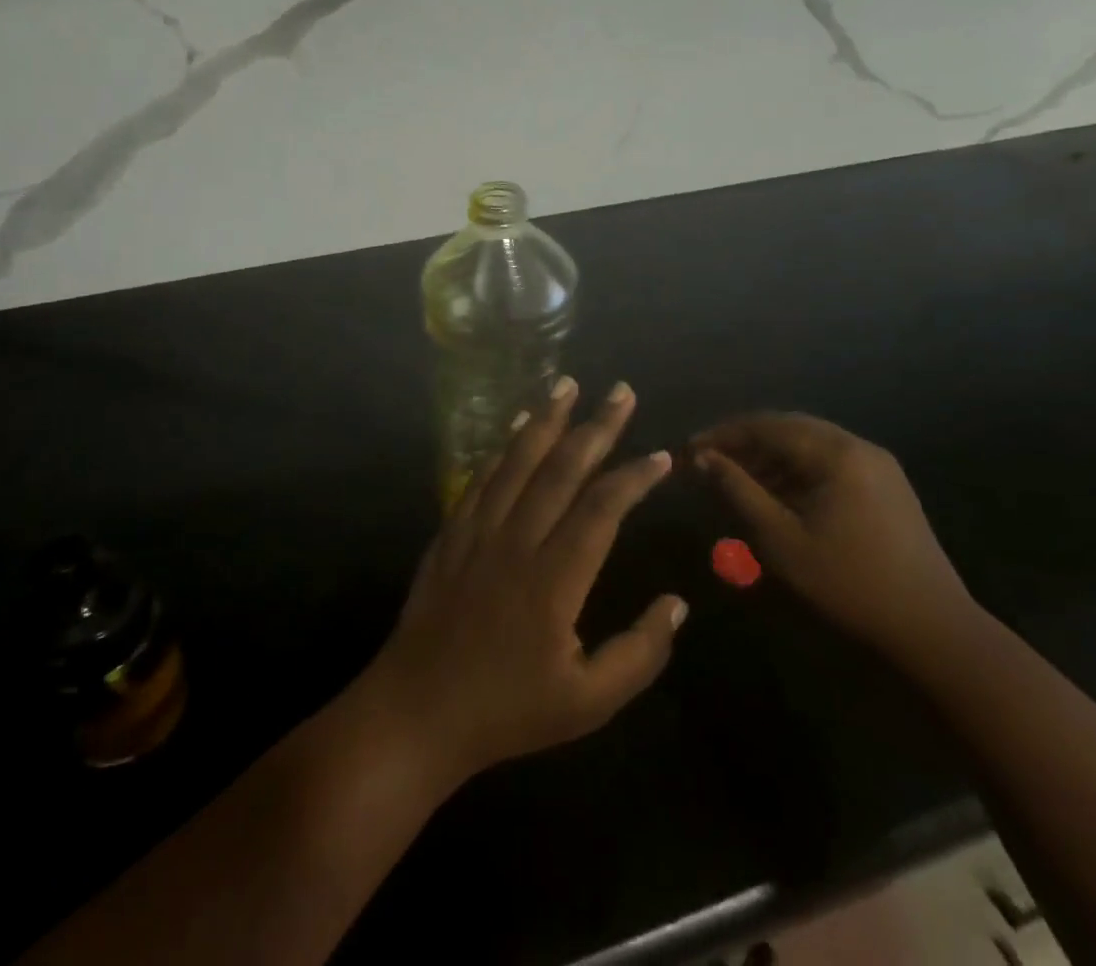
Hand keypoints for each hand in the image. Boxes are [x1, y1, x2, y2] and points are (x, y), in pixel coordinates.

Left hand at [361, 378, 686, 784]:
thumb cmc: (508, 712)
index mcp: (554, 580)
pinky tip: (516, 425)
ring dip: (546, 419)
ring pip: (517, 461)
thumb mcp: (588, 703)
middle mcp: (516, 541)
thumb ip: (639, 653)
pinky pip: (481, 477)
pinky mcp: (451, 532)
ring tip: (567, 384)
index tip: (661, 456)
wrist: (418, 711)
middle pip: (561, 470)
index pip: (601, 510)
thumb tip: (678, 603)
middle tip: (621, 392)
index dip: (633, 478)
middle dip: (596, 427)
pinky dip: (503, 446)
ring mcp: (478, 531)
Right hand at [695, 413, 971, 657]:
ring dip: (769, 457)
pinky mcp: (886, 488)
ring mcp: (877, 466)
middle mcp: (858, 447)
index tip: (690, 450)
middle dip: (745, 441)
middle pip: (788, 428)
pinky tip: (777, 495)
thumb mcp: (781, 539)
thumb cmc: (849, 583)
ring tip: (736, 479)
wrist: (934, 631)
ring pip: (809, 445)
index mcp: (835, 453)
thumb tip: (703, 458)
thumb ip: (739, 491)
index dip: (724, 434)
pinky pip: (829, 463)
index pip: (767, 425)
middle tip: (709, 460)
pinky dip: (796, 471)